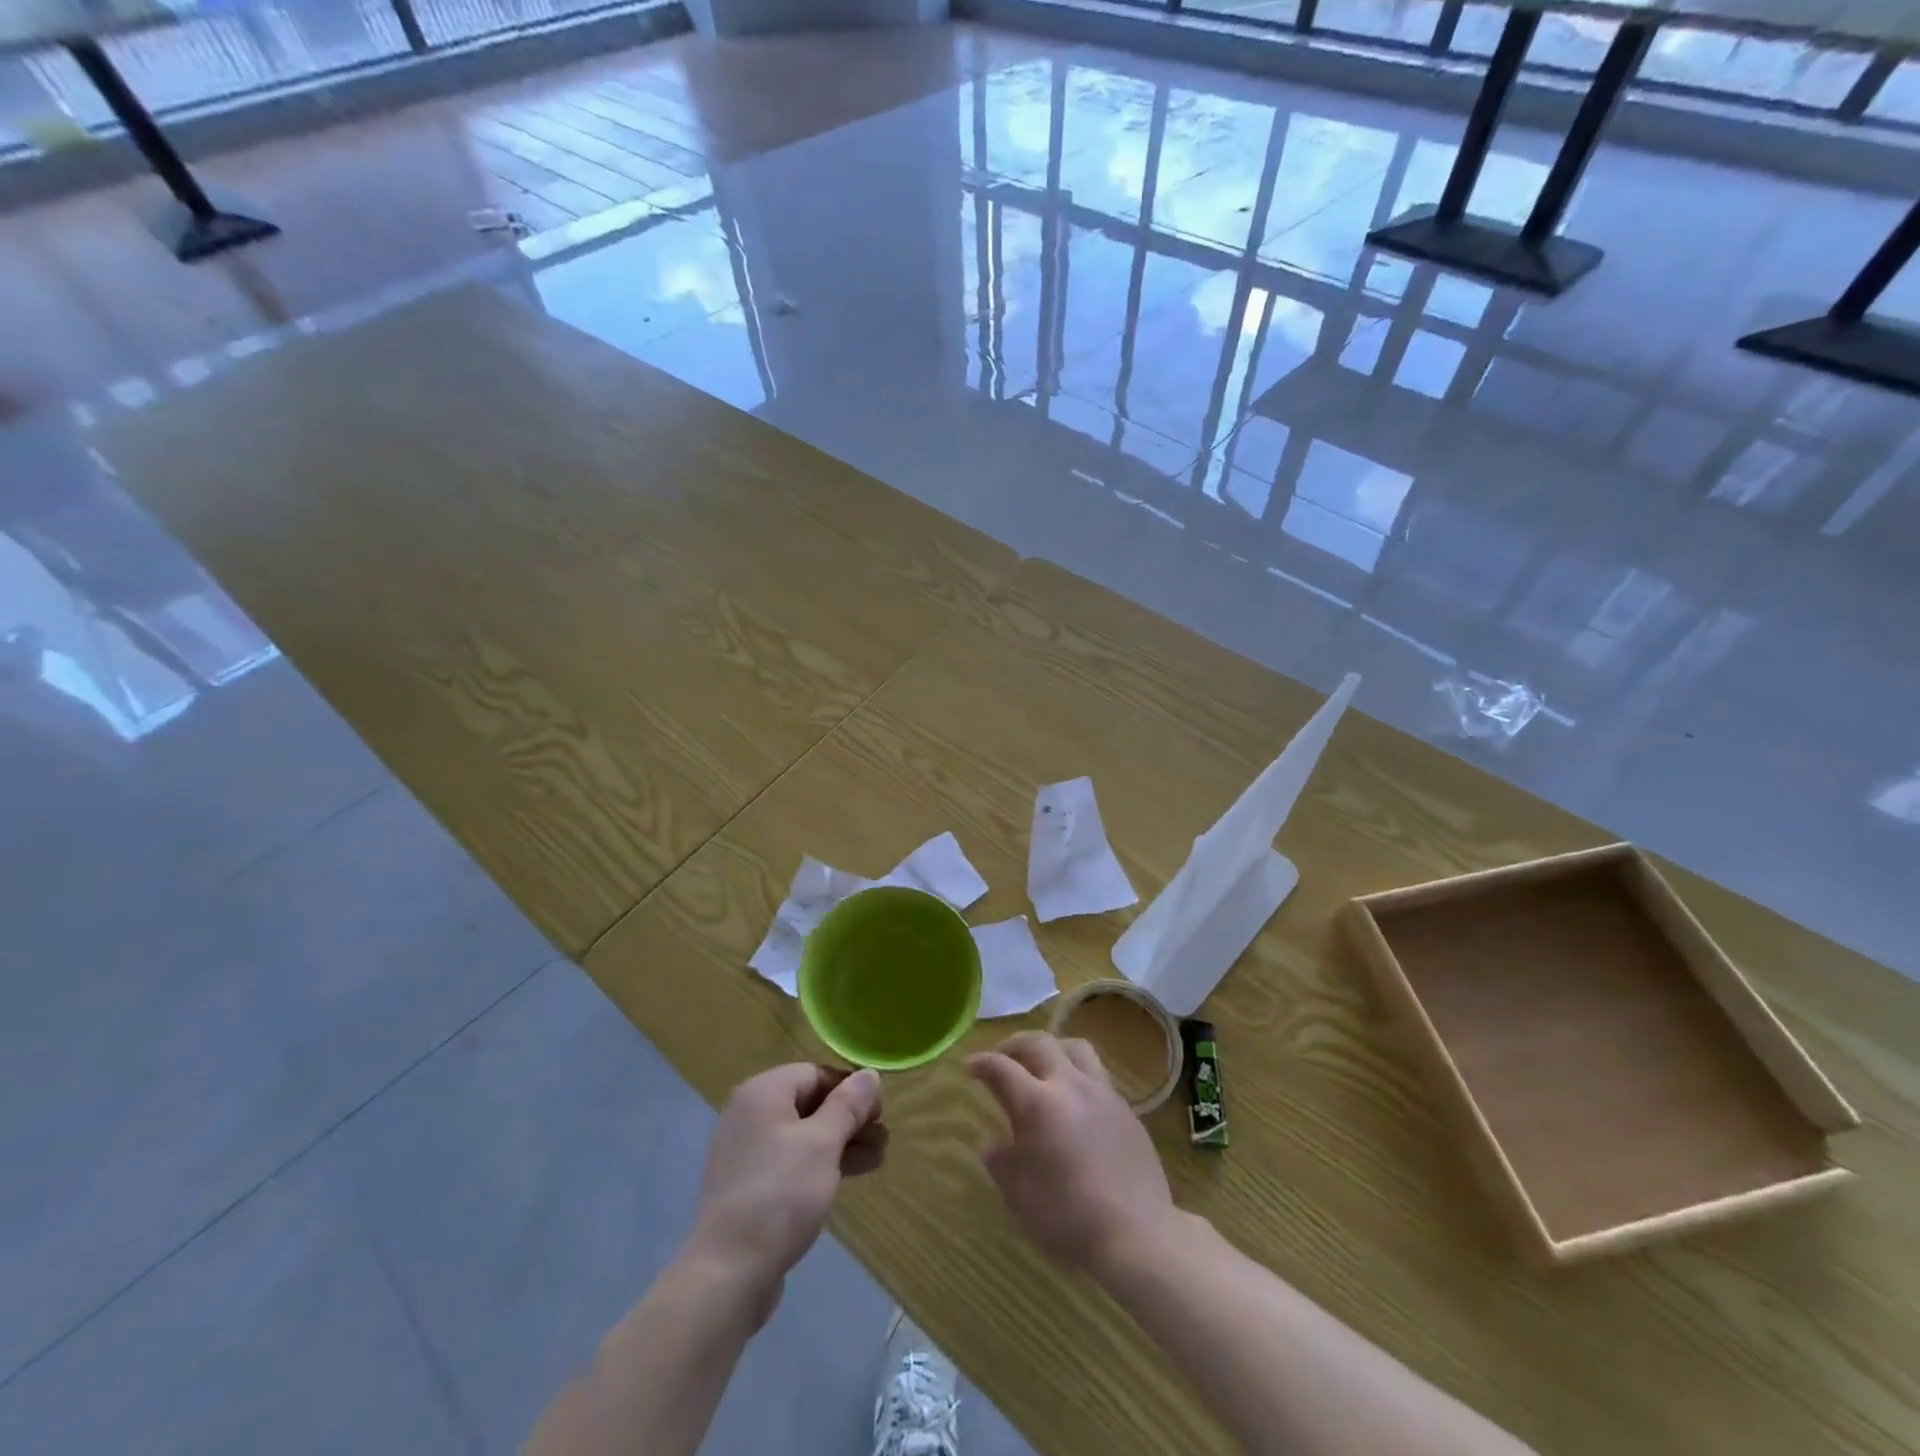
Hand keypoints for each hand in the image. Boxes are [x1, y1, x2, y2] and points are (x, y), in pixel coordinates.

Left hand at [687, 1064, 887, 1302]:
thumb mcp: (824, 1143)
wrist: (729, 1272)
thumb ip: (849, 1105)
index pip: (816, 1073)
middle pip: (809, 1103)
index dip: (851, 1089)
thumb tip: (869, 1074)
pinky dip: (819, 1165)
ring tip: (877, 1161)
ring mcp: (745, 1151)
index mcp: (763, 1092)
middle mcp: (749, 1113)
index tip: (880, 1113)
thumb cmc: (781, 1194)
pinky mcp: (747, 1186)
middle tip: (883, 1139)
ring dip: (840, 1144)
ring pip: (803, 1135)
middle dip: (849, 1120)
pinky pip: (790, 1161)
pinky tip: (846, 1180)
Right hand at [967, 1032, 1176, 1274]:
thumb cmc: (1069, 1218)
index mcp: (1037, 1105)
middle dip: (1015, 1044)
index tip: (971, 1065)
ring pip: (1074, 1047)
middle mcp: (1069, 1086)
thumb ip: (1002, 1164)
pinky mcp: (1125, 1107)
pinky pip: (1097, 1073)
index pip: (1001, 1068)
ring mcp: (1102, 1092)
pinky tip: (1074, 1098)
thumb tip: (990, 1144)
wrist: (1137, 1234)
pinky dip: (1077, 1073)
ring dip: (1052, 1048)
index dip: (982, 1062)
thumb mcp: (1021, 1197)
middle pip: (1039, 1043)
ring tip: (1042, 1064)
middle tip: (1003, 1056)